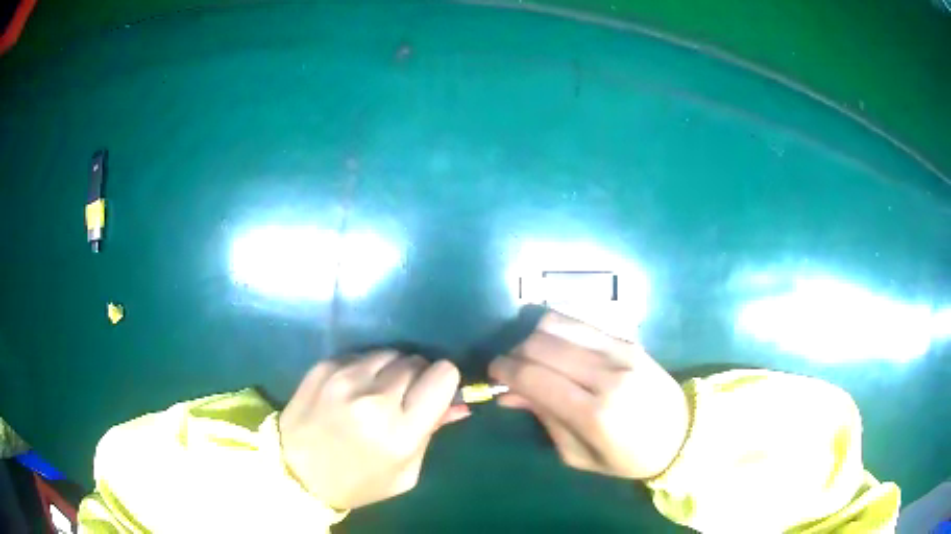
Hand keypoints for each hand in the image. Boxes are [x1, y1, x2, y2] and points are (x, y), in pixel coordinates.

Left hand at [279, 353, 468, 509]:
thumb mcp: (405, 473)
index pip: (442, 375)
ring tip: (376, 391)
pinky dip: (364, 369)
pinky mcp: (323, 367)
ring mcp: (344, 379)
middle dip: (417, 376)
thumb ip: (432, 434)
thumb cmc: (358, 482)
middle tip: (403, 397)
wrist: (295, 473)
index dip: (443, 382)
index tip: (434, 393)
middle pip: (415, 361)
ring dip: (390, 370)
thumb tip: (460, 404)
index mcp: (401, 431)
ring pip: (389, 353)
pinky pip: (360, 355)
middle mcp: (374, 398)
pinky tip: (353, 389)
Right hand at [489, 312, 688, 479]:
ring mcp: (621, 351)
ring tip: (535, 356)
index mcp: (594, 414)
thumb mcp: (578, 455)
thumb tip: (509, 393)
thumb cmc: (626, 458)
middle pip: (541, 343)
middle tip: (512, 369)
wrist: (681, 435)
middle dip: (515, 353)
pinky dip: (559, 331)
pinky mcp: (629, 339)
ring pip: (559, 323)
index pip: (534, 376)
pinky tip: (560, 349)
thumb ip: (545, 419)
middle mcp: (607, 374)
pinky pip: (581, 322)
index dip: (504, 370)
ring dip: (535, 336)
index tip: (494, 374)